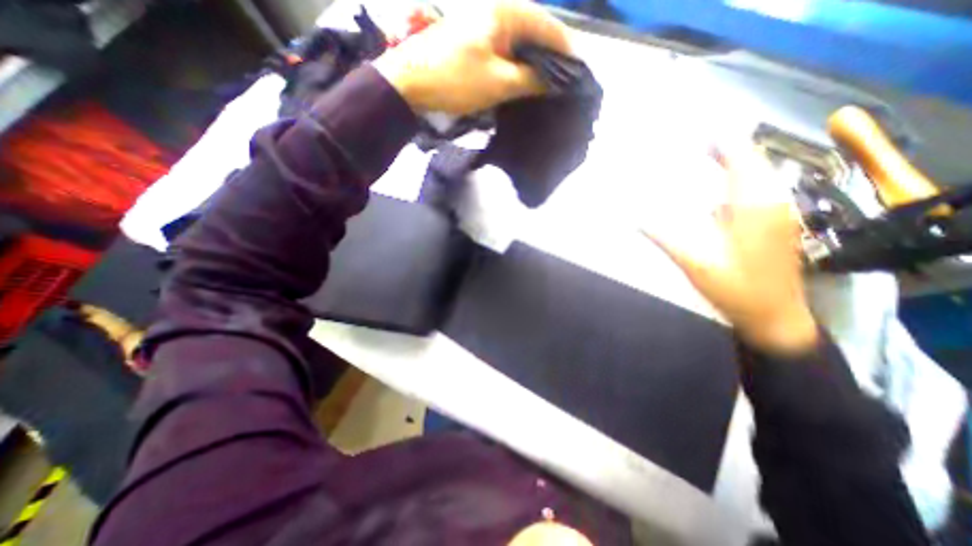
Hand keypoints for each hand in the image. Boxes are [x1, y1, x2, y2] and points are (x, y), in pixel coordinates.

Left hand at [373, 0, 571, 115]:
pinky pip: (505, 50)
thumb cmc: (456, 80)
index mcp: (506, 11)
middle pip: (535, 32)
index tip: (578, 74)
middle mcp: (497, 9)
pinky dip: (517, 65)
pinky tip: (523, 81)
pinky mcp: (474, 39)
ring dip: (534, 63)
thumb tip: (555, 82)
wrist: (411, 82)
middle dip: (551, 57)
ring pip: (520, 42)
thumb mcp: (498, 83)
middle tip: (564, 83)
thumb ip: (530, 80)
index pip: (548, 26)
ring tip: (547, 85)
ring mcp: (483, 23)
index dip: (566, 50)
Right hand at [644, 147, 818, 355]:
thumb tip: (633, 217)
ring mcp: (779, 211)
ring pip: (756, 174)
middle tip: (691, 143)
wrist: (775, 315)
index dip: (720, 139)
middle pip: (750, 160)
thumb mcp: (693, 262)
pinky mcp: (776, 222)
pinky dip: (736, 180)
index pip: (741, 157)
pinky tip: (717, 189)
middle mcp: (772, 200)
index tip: (695, 128)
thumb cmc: (735, 288)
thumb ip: (663, 236)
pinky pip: (757, 189)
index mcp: (754, 205)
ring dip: (730, 162)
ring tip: (702, 157)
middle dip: (722, 147)